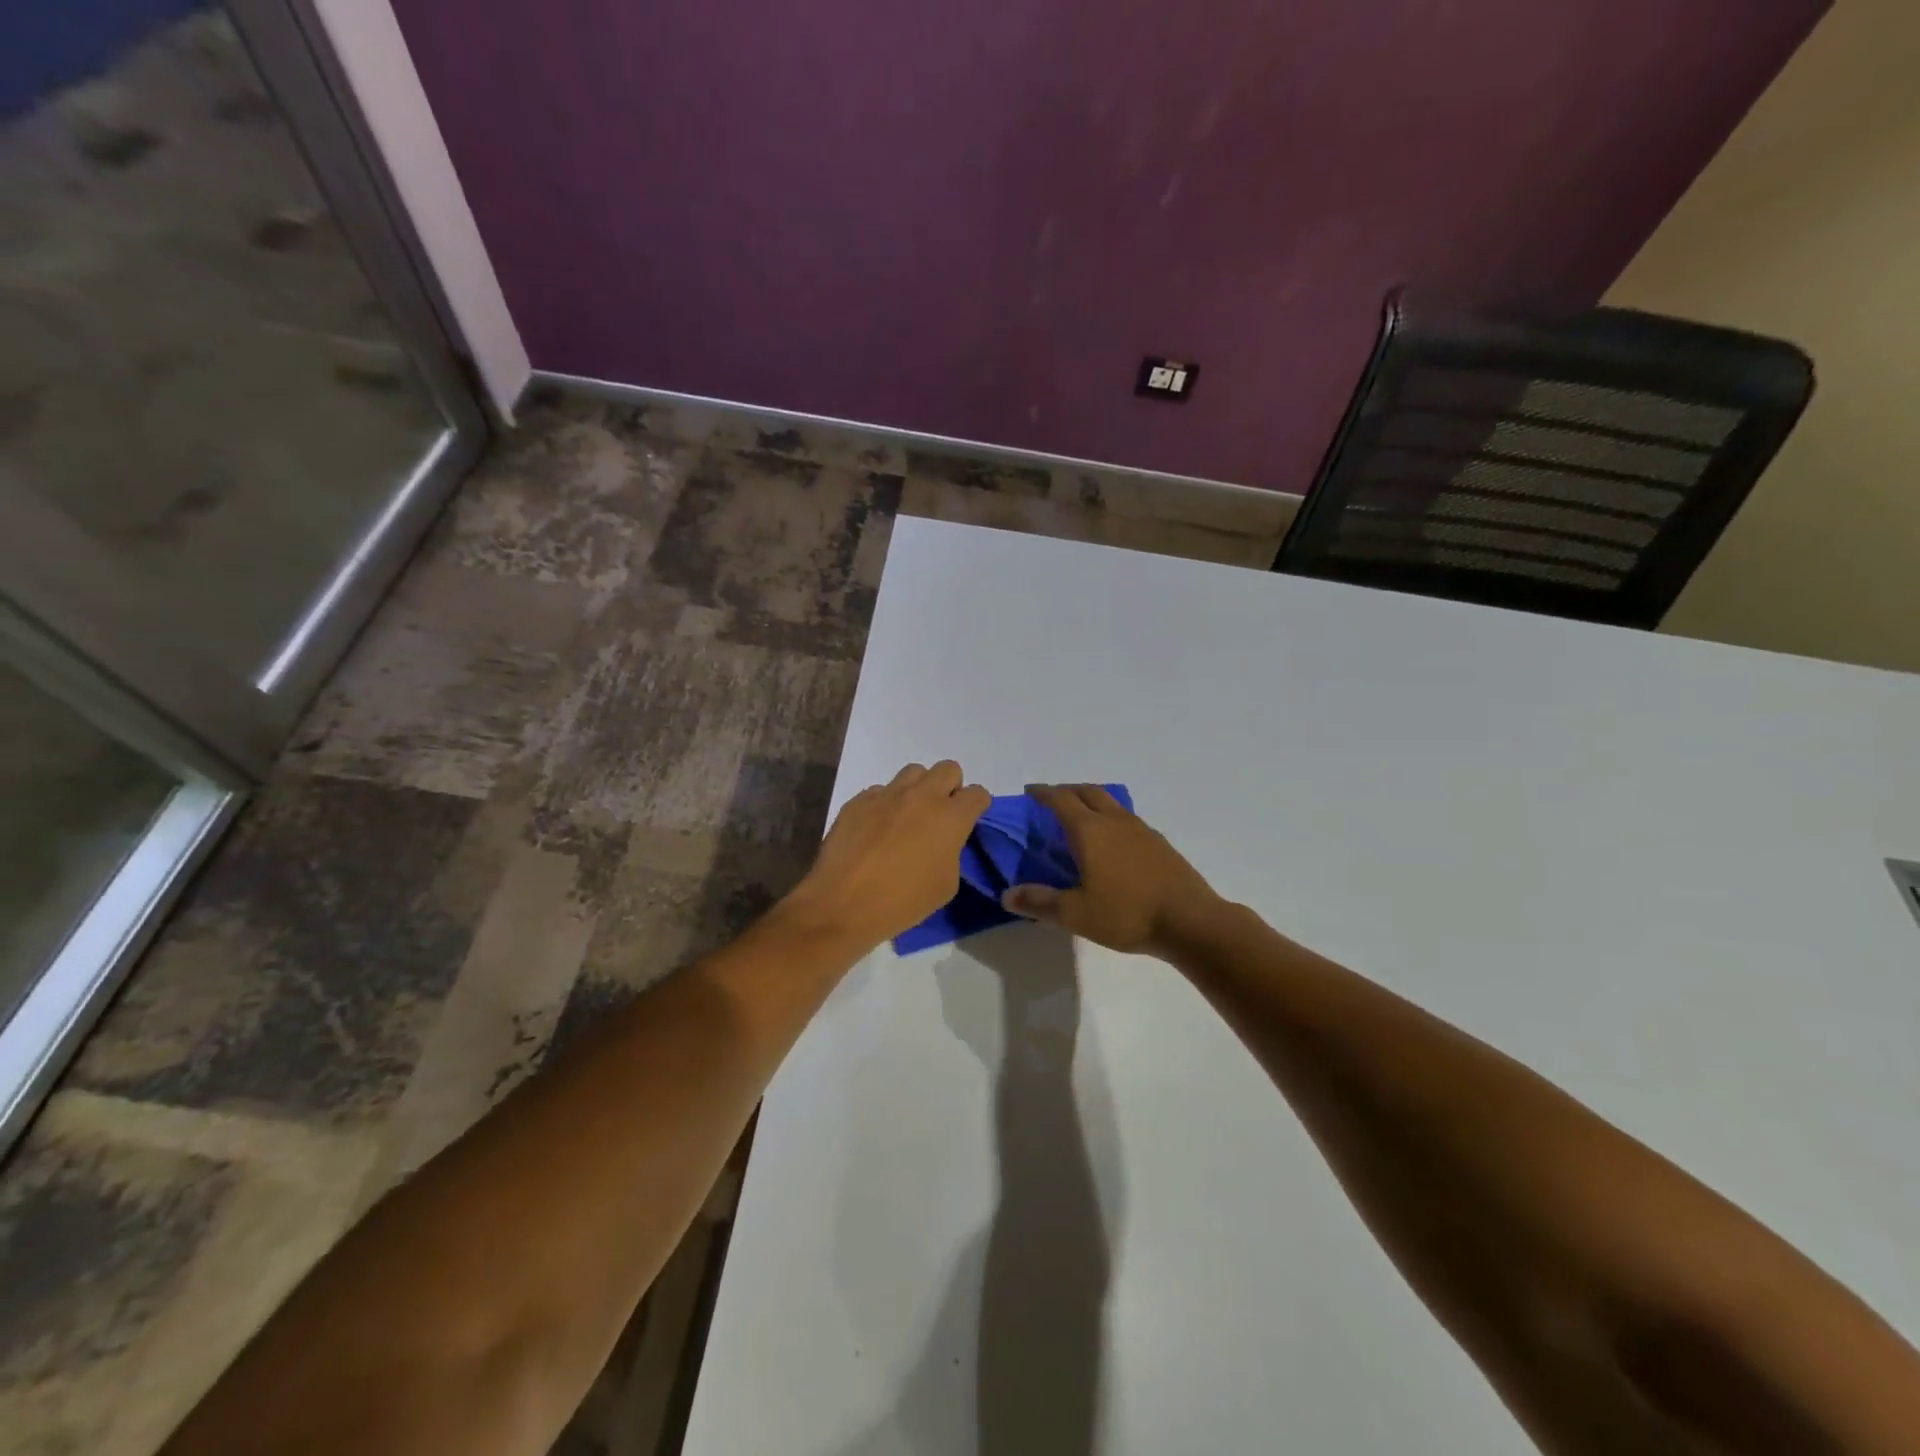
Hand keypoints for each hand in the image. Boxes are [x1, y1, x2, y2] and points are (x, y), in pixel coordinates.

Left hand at [780, 761, 990, 948]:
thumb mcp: (945, 885)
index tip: (969, 821)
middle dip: (950, 787)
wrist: (842, 904)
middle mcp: (922, 796)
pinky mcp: (859, 800)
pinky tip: (876, 829)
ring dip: (918, 789)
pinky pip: (880, 791)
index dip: (977, 806)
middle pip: (948, 769)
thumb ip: (952, 852)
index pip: (978, 794)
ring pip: (913, 772)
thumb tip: (943, 841)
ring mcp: (887, 794)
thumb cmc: (902, 902)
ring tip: (908, 817)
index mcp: (950, 818)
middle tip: (940, 815)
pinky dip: (885, 804)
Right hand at [1003, 784, 1226, 957]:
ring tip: (1080, 816)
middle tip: (1051, 800)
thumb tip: (1006, 894)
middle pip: (1087, 791)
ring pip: (1110, 801)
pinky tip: (1111, 841)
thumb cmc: (1126, 914)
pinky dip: (1110, 817)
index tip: (1029, 792)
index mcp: (1089, 830)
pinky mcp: (1158, 842)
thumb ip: (1039, 902)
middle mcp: (1114, 821)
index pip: (1060, 800)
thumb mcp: (1075, 913)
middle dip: (1066, 790)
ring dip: (1090, 800)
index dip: (1042, 793)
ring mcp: (1140, 829)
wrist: (1190, 921)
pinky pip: (1126, 818)